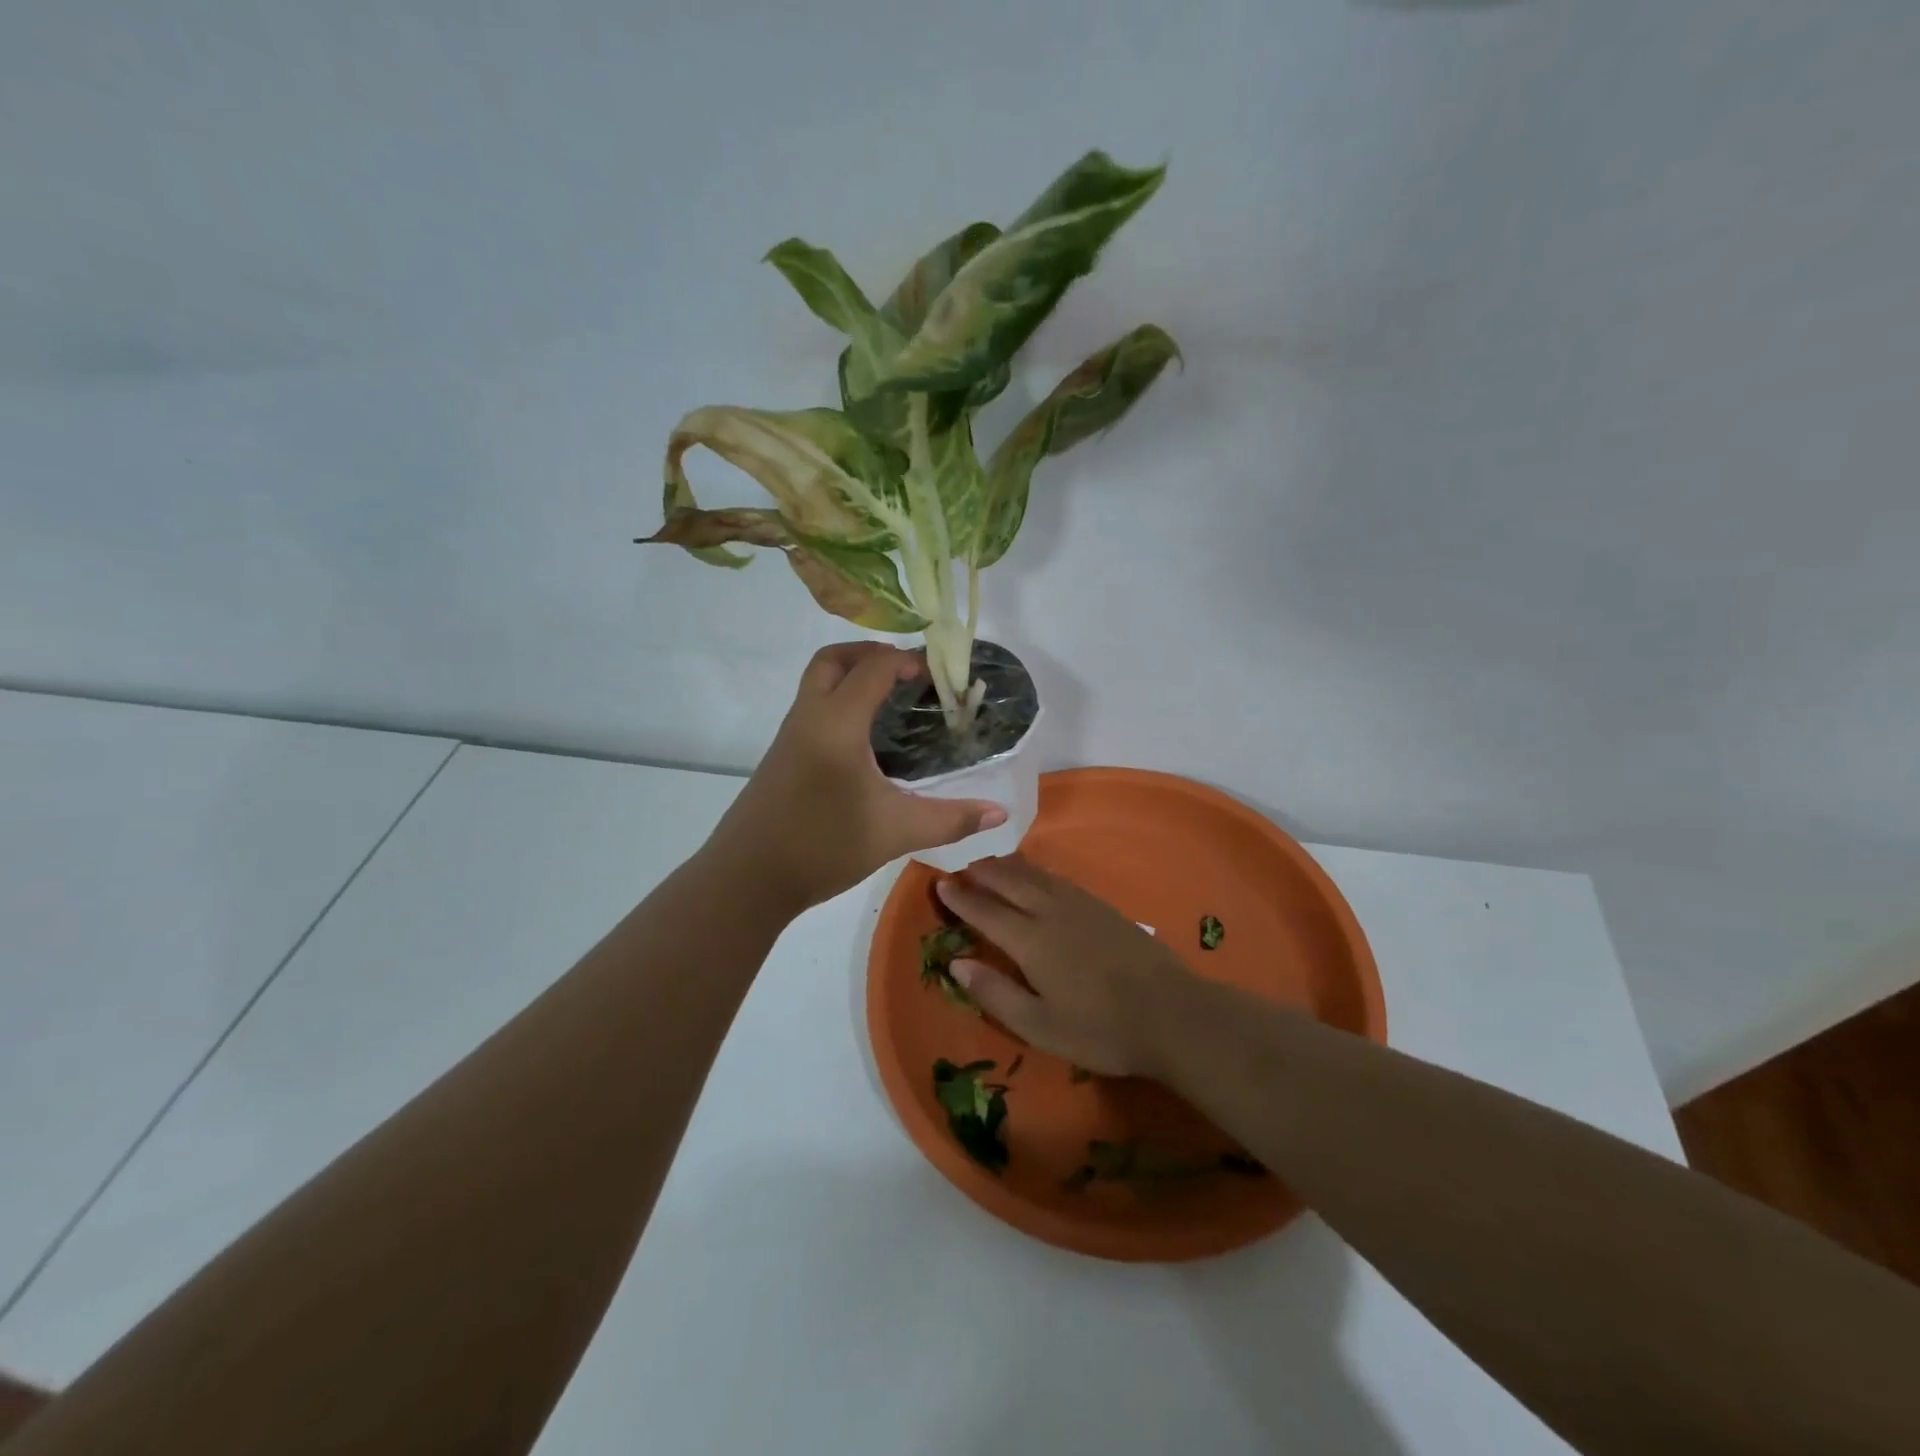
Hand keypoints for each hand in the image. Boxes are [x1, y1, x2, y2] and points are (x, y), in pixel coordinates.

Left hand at [705, 644, 1007, 911]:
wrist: (747, 879)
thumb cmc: (823, 846)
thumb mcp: (895, 832)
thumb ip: (950, 819)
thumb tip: (999, 815)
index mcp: (838, 723)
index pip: (873, 668)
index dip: (907, 660)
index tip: (938, 674)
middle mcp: (809, 717)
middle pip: (834, 660)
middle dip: (871, 654)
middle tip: (907, 675)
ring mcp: (790, 735)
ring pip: (818, 682)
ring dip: (852, 676)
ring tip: (892, 703)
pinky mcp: (782, 756)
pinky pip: (813, 708)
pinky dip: (840, 702)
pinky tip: (865, 741)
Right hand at [934, 855, 1193, 1076]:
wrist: (1171, 1013)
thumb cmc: (1100, 1030)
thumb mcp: (1040, 1026)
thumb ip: (995, 993)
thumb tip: (955, 963)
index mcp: (1031, 941)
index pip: (986, 911)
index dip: (961, 897)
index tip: (940, 883)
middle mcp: (1051, 912)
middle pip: (1009, 882)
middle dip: (981, 873)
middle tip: (961, 867)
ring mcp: (1080, 905)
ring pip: (1034, 875)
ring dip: (1007, 866)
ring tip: (989, 863)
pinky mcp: (1102, 906)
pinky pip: (1057, 878)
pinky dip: (1035, 871)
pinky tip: (1035, 875)